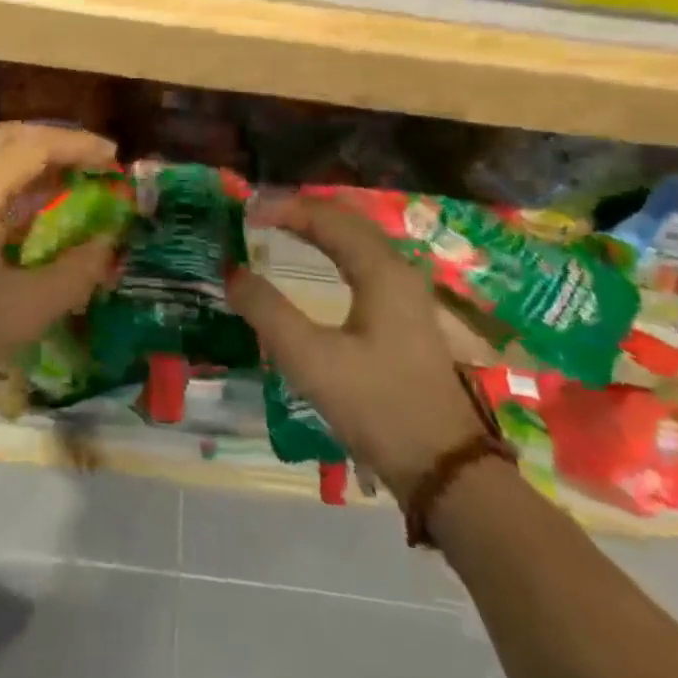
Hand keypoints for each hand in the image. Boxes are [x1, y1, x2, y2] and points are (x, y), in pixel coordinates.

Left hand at [0, 122, 119, 413]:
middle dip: (54, 140)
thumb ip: (76, 271)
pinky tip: (28, 202)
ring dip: (29, 155)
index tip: (113, 157)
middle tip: (92, 159)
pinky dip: (7, 174)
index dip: (79, 145)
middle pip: (9, 137)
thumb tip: (109, 245)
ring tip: (68, 175)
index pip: (35, 145)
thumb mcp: (28, 308)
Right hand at [226, 195, 488, 498]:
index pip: (326, 217)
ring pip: (357, 238)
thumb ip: (267, 311)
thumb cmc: (378, 407)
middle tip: (257, 213)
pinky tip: (315, 263)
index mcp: (380, 270)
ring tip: (277, 228)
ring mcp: (407, 292)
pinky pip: (363, 259)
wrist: (446, 469)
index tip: (244, 211)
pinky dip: (332, 248)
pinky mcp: (406, 314)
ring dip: (317, 227)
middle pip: (345, 219)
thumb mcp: (311, 360)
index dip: (283, 207)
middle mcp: (397, 269)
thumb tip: (231, 271)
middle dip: (300, 209)